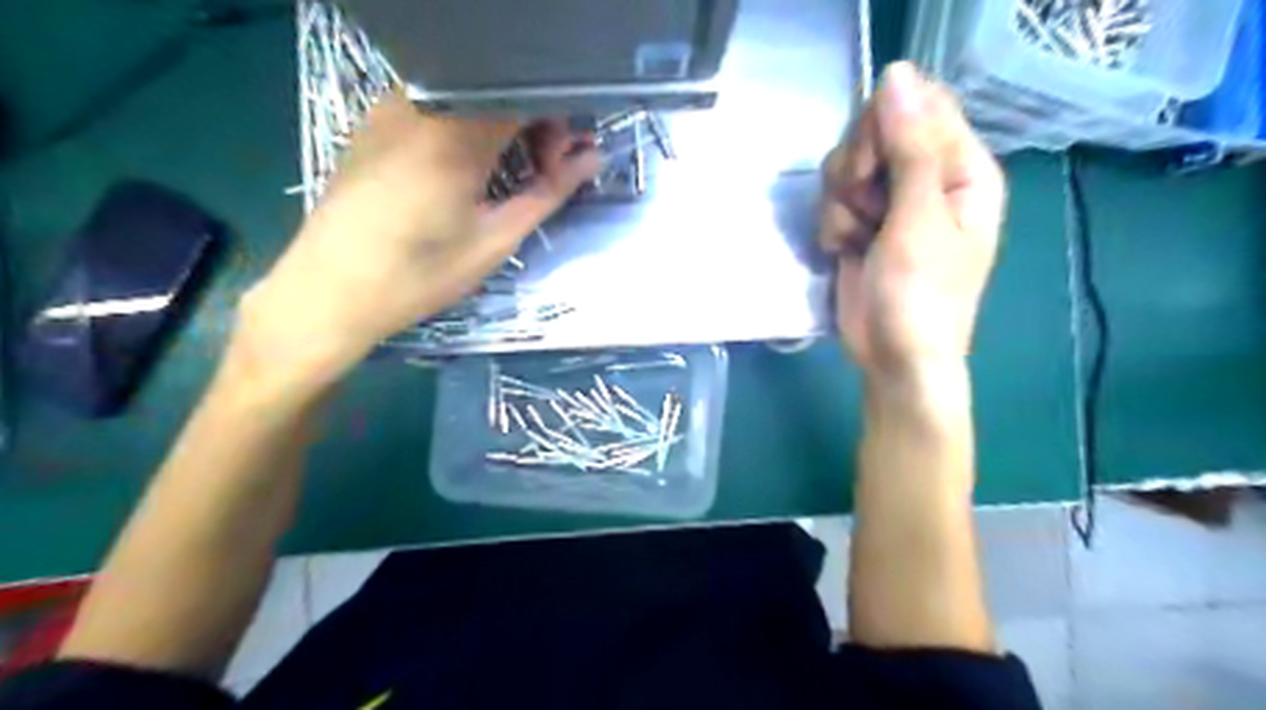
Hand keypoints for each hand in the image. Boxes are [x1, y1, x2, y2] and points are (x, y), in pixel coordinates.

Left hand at [239, 90, 601, 381]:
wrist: (330, 291)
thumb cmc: (420, 273)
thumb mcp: (496, 238)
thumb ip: (548, 192)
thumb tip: (592, 158)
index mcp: (456, 130)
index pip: (526, 92)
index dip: (557, 120)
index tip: (562, 163)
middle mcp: (420, 102)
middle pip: (497, 87)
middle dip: (532, 122)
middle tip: (542, 171)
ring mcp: (390, 107)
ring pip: (467, 94)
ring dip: (500, 124)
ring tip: (504, 174)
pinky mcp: (373, 122)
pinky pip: (435, 105)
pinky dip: (466, 126)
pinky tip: (466, 168)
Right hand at [823, 65, 1008, 383]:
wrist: (893, 358)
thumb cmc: (921, 296)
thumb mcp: (919, 220)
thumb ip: (908, 148)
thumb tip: (896, 73)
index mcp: (961, 168)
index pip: (919, 107)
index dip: (883, 127)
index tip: (869, 165)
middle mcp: (926, 178)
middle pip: (874, 132)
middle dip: (856, 170)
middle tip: (863, 206)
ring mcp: (889, 203)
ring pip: (845, 167)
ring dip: (841, 204)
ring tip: (856, 239)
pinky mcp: (860, 224)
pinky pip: (832, 200)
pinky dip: (832, 226)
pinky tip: (843, 252)